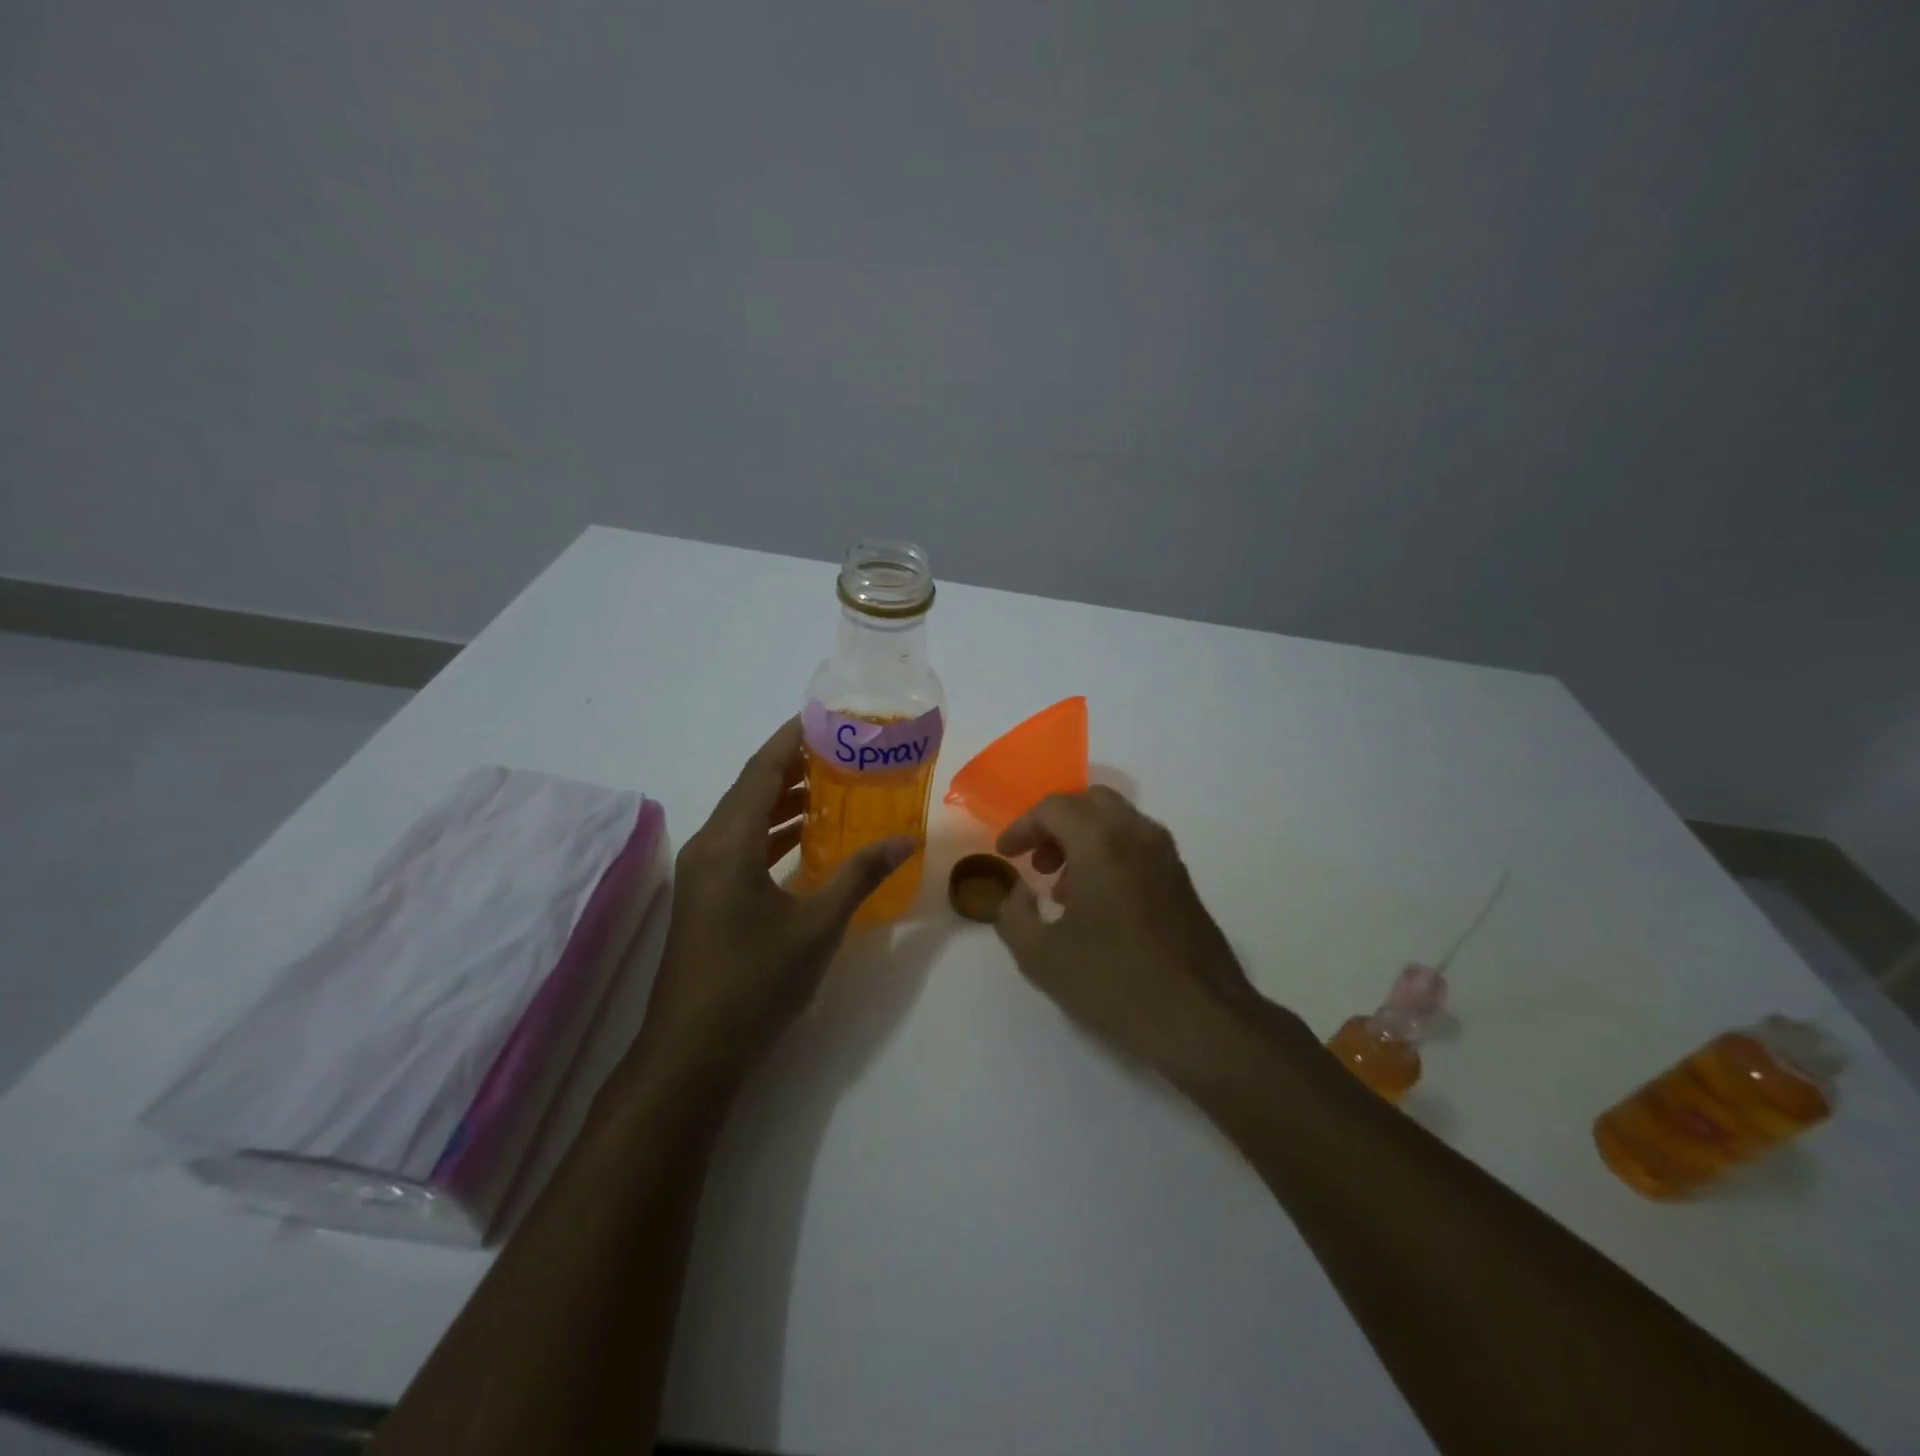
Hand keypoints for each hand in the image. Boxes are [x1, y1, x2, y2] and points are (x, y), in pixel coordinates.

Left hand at [635, 719, 913, 1077]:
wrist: (693, 1050)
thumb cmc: (755, 981)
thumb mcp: (817, 925)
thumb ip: (860, 875)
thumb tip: (905, 840)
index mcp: (729, 843)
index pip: (761, 771)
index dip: (791, 740)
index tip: (824, 719)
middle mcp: (709, 847)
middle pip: (751, 789)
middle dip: (794, 767)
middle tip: (841, 752)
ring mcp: (704, 874)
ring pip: (745, 819)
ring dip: (784, 801)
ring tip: (833, 787)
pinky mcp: (707, 897)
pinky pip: (742, 846)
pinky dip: (774, 833)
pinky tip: (807, 840)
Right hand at [993, 788, 1260, 1075]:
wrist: (1200, 1019)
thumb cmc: (1114, 982)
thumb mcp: (1040, 956)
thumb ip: (1012, 915)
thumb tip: (1015, 894)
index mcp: (1101, 842)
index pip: (1054, 808)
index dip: (1023, 827)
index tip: (1006, 854)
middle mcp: (1138, 835)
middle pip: (1090, 802)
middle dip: (1056, 824)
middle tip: (1037, 861)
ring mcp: (1166, 856)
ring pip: (1118, 822)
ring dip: (1083, 840)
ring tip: (1062, 891)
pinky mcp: (1182, 880)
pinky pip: (1138, 846)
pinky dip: (1110, 855)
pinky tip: (1098, 905)